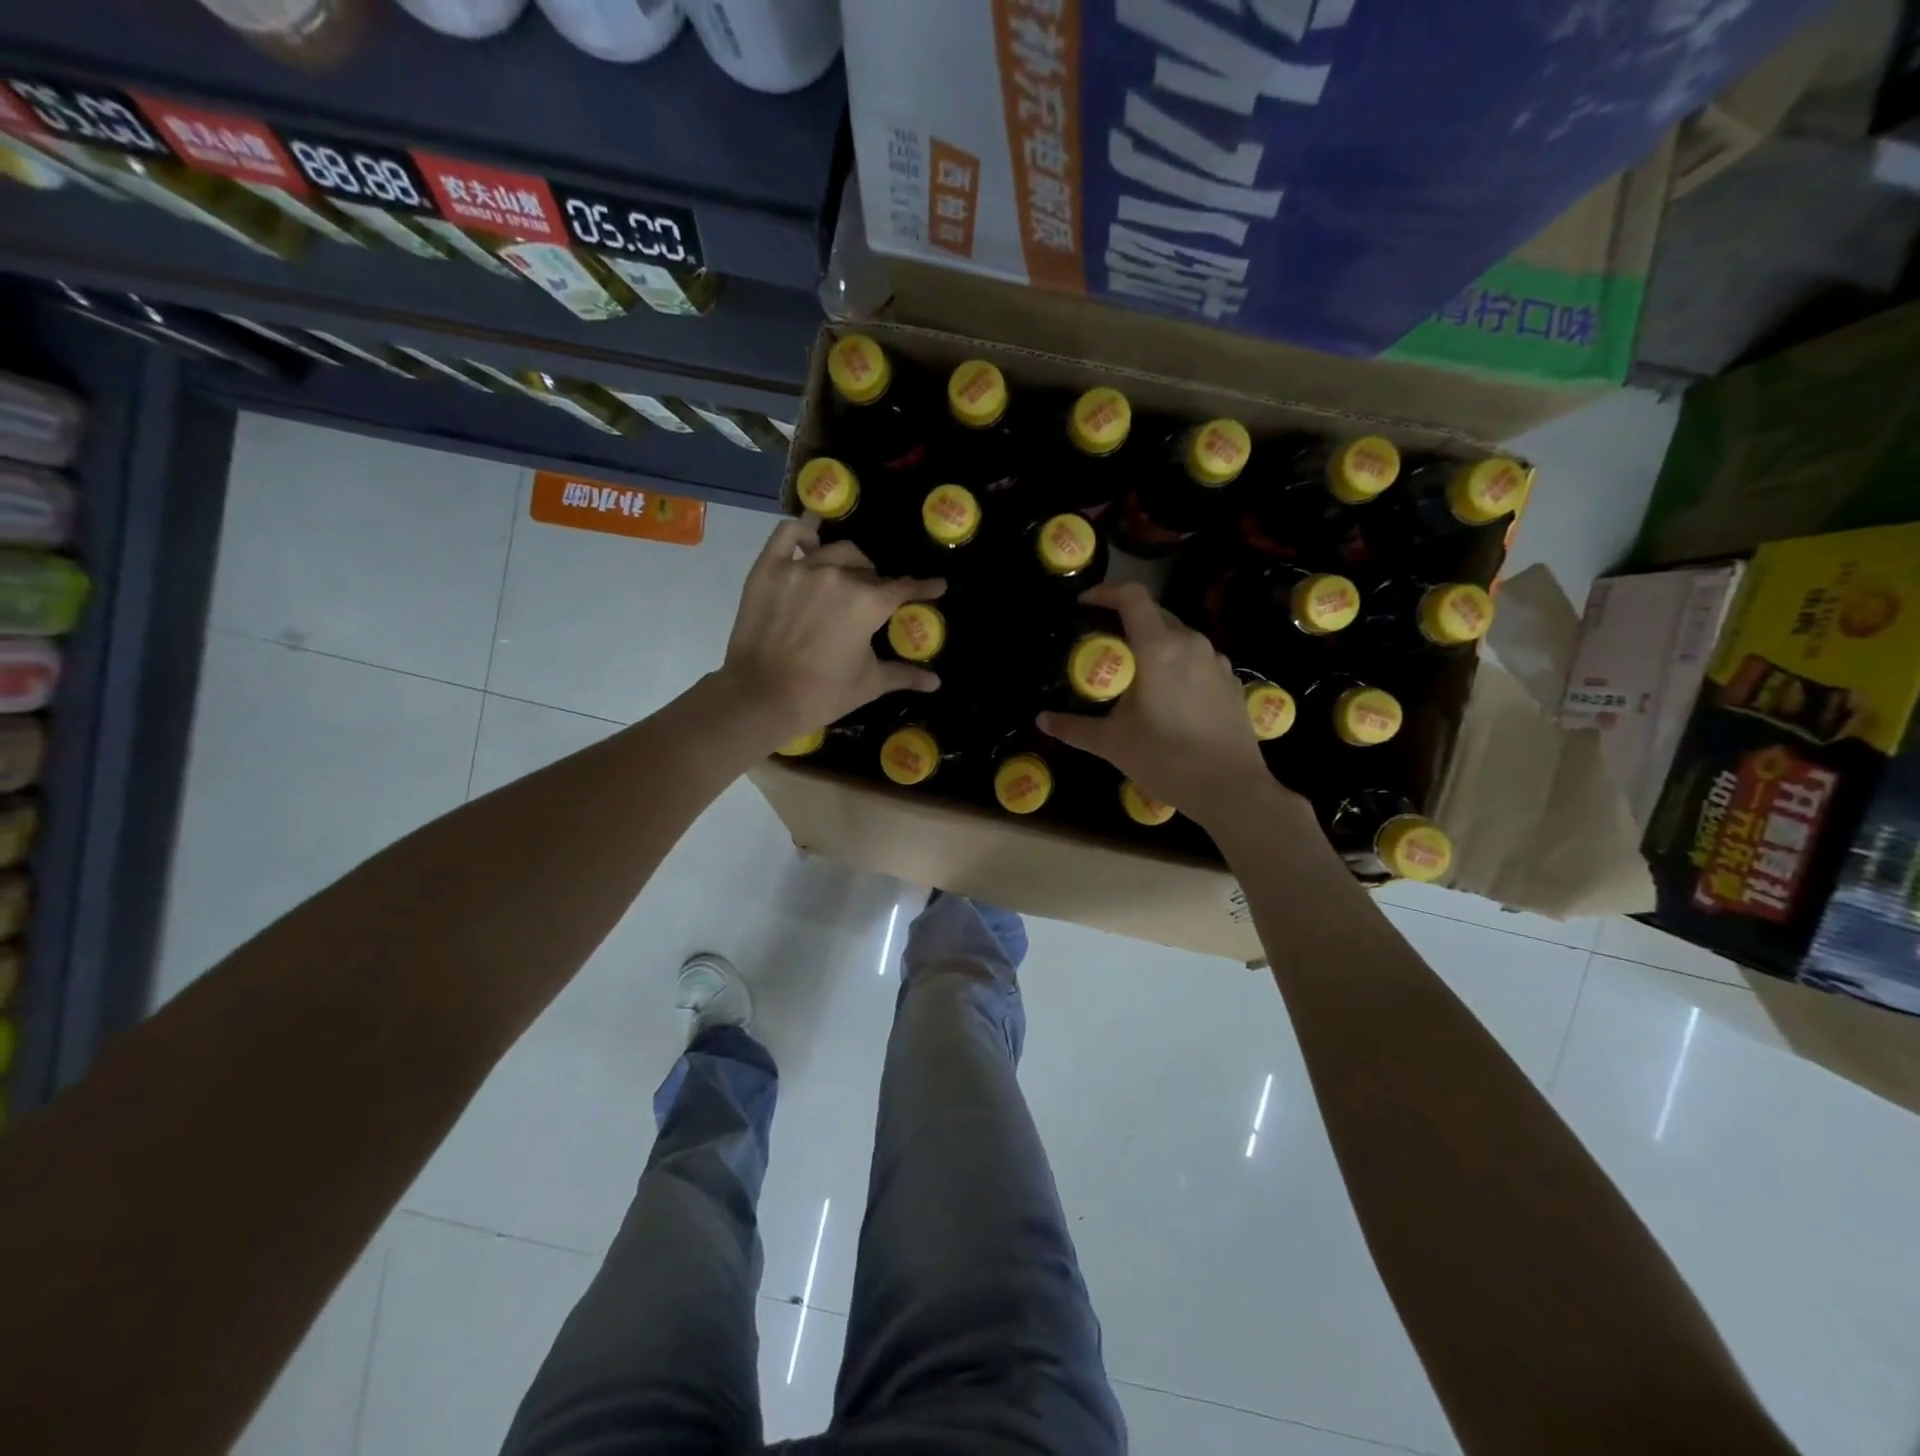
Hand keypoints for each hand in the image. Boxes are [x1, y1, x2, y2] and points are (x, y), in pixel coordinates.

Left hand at [719, 518, 943, 741]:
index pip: (904, 588)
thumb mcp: (869, 684)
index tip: (937, 585)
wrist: (762, 696)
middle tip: (873, 601)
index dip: (924, 587)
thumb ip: (904, 675)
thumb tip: (935, 682)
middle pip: (868, 571)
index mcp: (869, 603)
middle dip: (878, 584)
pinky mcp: (770, 568)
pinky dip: (803, 531)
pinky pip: (789, 534)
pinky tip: (811, 539)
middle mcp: (839, 576)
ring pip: (836, 550)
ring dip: (849, 563)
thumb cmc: (822, 693)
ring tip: (847, 576)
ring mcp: (802, 568)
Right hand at [1038, 582, 1289, 827]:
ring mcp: (1217, 663)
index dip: (1105, 592)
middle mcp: (1192, 644)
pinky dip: (1178, 664)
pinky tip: (1169, 695)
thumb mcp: (1112, 743)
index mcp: (1159, 648)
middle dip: (1127, 619)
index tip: (1084, 604)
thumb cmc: (1165, 759)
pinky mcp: (1232, 683)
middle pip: (1156, 613)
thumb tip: (1042, 720)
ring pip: (1180, 637)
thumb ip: (1074, 727)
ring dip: (1154, 642)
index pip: (1132, 597)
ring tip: (1136, 671)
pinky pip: (1199, 660)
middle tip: (1104, 642)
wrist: (1230, 789)